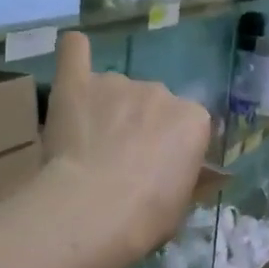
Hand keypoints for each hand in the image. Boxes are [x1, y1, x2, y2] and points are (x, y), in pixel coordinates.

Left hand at [42, 32, 211, 265]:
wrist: (95, 210)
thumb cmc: (148, 216)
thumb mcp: (182, 203)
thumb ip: (183, 175)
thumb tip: (187, 173)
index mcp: (194, 119)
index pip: (188, 126)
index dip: (171, 148)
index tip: (157, 171)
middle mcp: (162, 92)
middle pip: (153, 105)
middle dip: (140, 126)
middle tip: (121, 160)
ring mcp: (119, 83)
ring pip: (117, 89)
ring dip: (109, 108)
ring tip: (88, 142)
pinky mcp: (78, 84)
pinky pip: (76, 52)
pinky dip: (76, 52)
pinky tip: (74, 51)